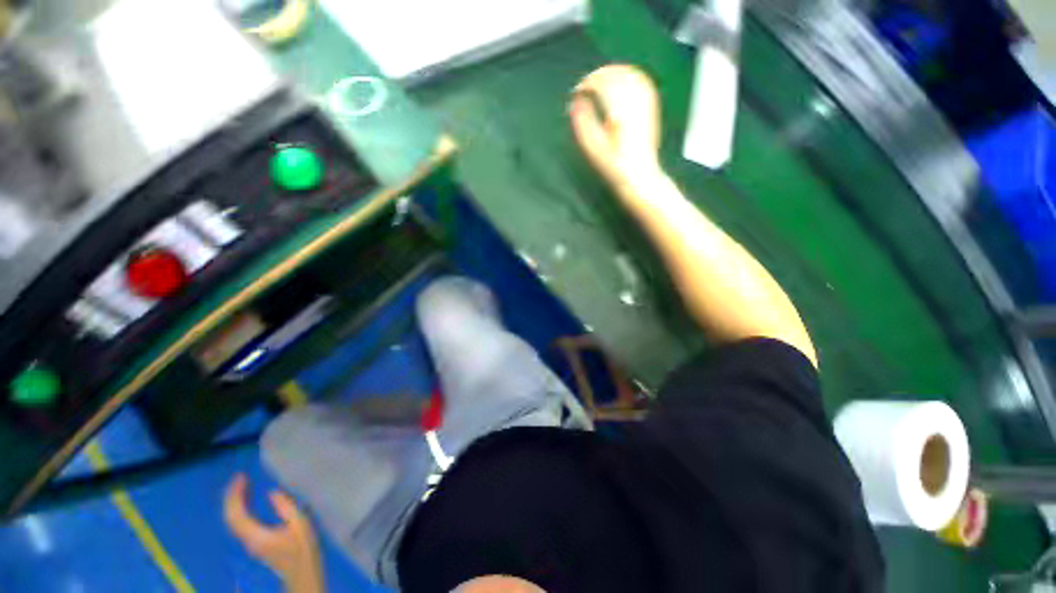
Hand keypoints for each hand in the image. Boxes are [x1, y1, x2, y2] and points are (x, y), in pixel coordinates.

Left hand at [224, 474, 323, 592]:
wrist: (302, 574)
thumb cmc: (304, 548)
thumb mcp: (301, 525)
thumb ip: (287, 508)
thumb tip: (272, 492)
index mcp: (256, 535)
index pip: (236, 514)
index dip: (235, 494)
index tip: (242, 477)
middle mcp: (247, 539)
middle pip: (230, 517)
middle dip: (232, 496)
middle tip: (240, 477)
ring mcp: (249, 542)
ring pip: (233, 520)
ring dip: (235, 501)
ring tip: (244, 484)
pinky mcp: (254, 542)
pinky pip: (240, 522)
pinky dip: (241, 508)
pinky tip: (248, 500)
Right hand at [569, 64, 661, 185]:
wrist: (639, 175)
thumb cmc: (614, 166)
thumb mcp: (593, 148)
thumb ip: (583, 123)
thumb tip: (575, 102)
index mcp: (618, 113)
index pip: (601, 85)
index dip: (586, 84)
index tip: (577, 91)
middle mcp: (633, 104)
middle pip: (616, 75)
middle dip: (598, 75)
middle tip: (586, 84)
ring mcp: (645, 104)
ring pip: (630, 74)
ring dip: (613, 72)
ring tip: (600, 78)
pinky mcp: (651, 107)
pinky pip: (642, 81)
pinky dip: (629, 75)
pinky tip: (621, 78)